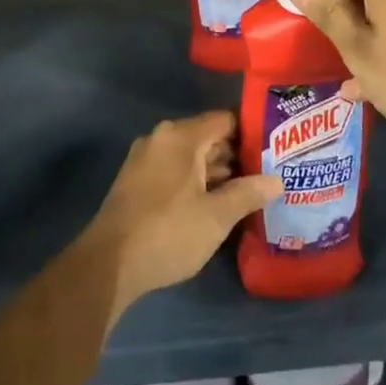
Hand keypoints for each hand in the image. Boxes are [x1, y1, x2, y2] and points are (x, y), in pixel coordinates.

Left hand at [85, 110, 280, 316]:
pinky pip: (174, 170)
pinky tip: (214, 204)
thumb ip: (248, 193)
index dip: (252, 133)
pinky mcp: (136, 181)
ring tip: (248, 191)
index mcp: (181, 136)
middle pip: (208, 137)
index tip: (275, 150)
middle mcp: (161, 138)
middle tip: (267, 174)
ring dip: (216, 172)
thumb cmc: (168, 232)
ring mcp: (145, 159)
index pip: (225, 120)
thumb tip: (277, 180)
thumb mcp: (216, 216)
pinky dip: (194, 181)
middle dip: (236, 155)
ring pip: (190, 156)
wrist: (108, 265)